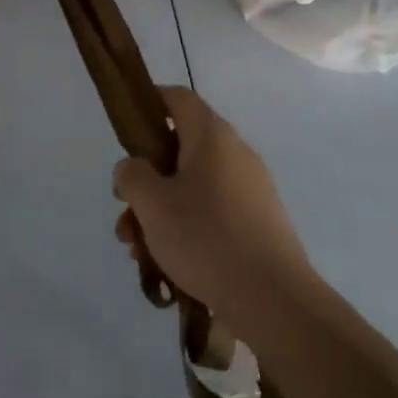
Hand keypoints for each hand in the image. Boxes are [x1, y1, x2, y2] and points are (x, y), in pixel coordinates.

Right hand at [112, 88, 313, 329]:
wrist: (272, 298)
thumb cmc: (206, 237)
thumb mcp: (152, 204)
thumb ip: (132, 176)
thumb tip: (132, 167)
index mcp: (212, 136)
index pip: (178, 98)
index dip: (150, 104)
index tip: (126, 128)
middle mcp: (235, 153)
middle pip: (180, 150)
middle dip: (146, 181)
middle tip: (125, 212)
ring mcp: (250, 189)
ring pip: (193, 188)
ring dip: (161, 212)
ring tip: (139, 252)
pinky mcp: (257, 222)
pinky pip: (212, 213)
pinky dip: (186, 229)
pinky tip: (168, 266)